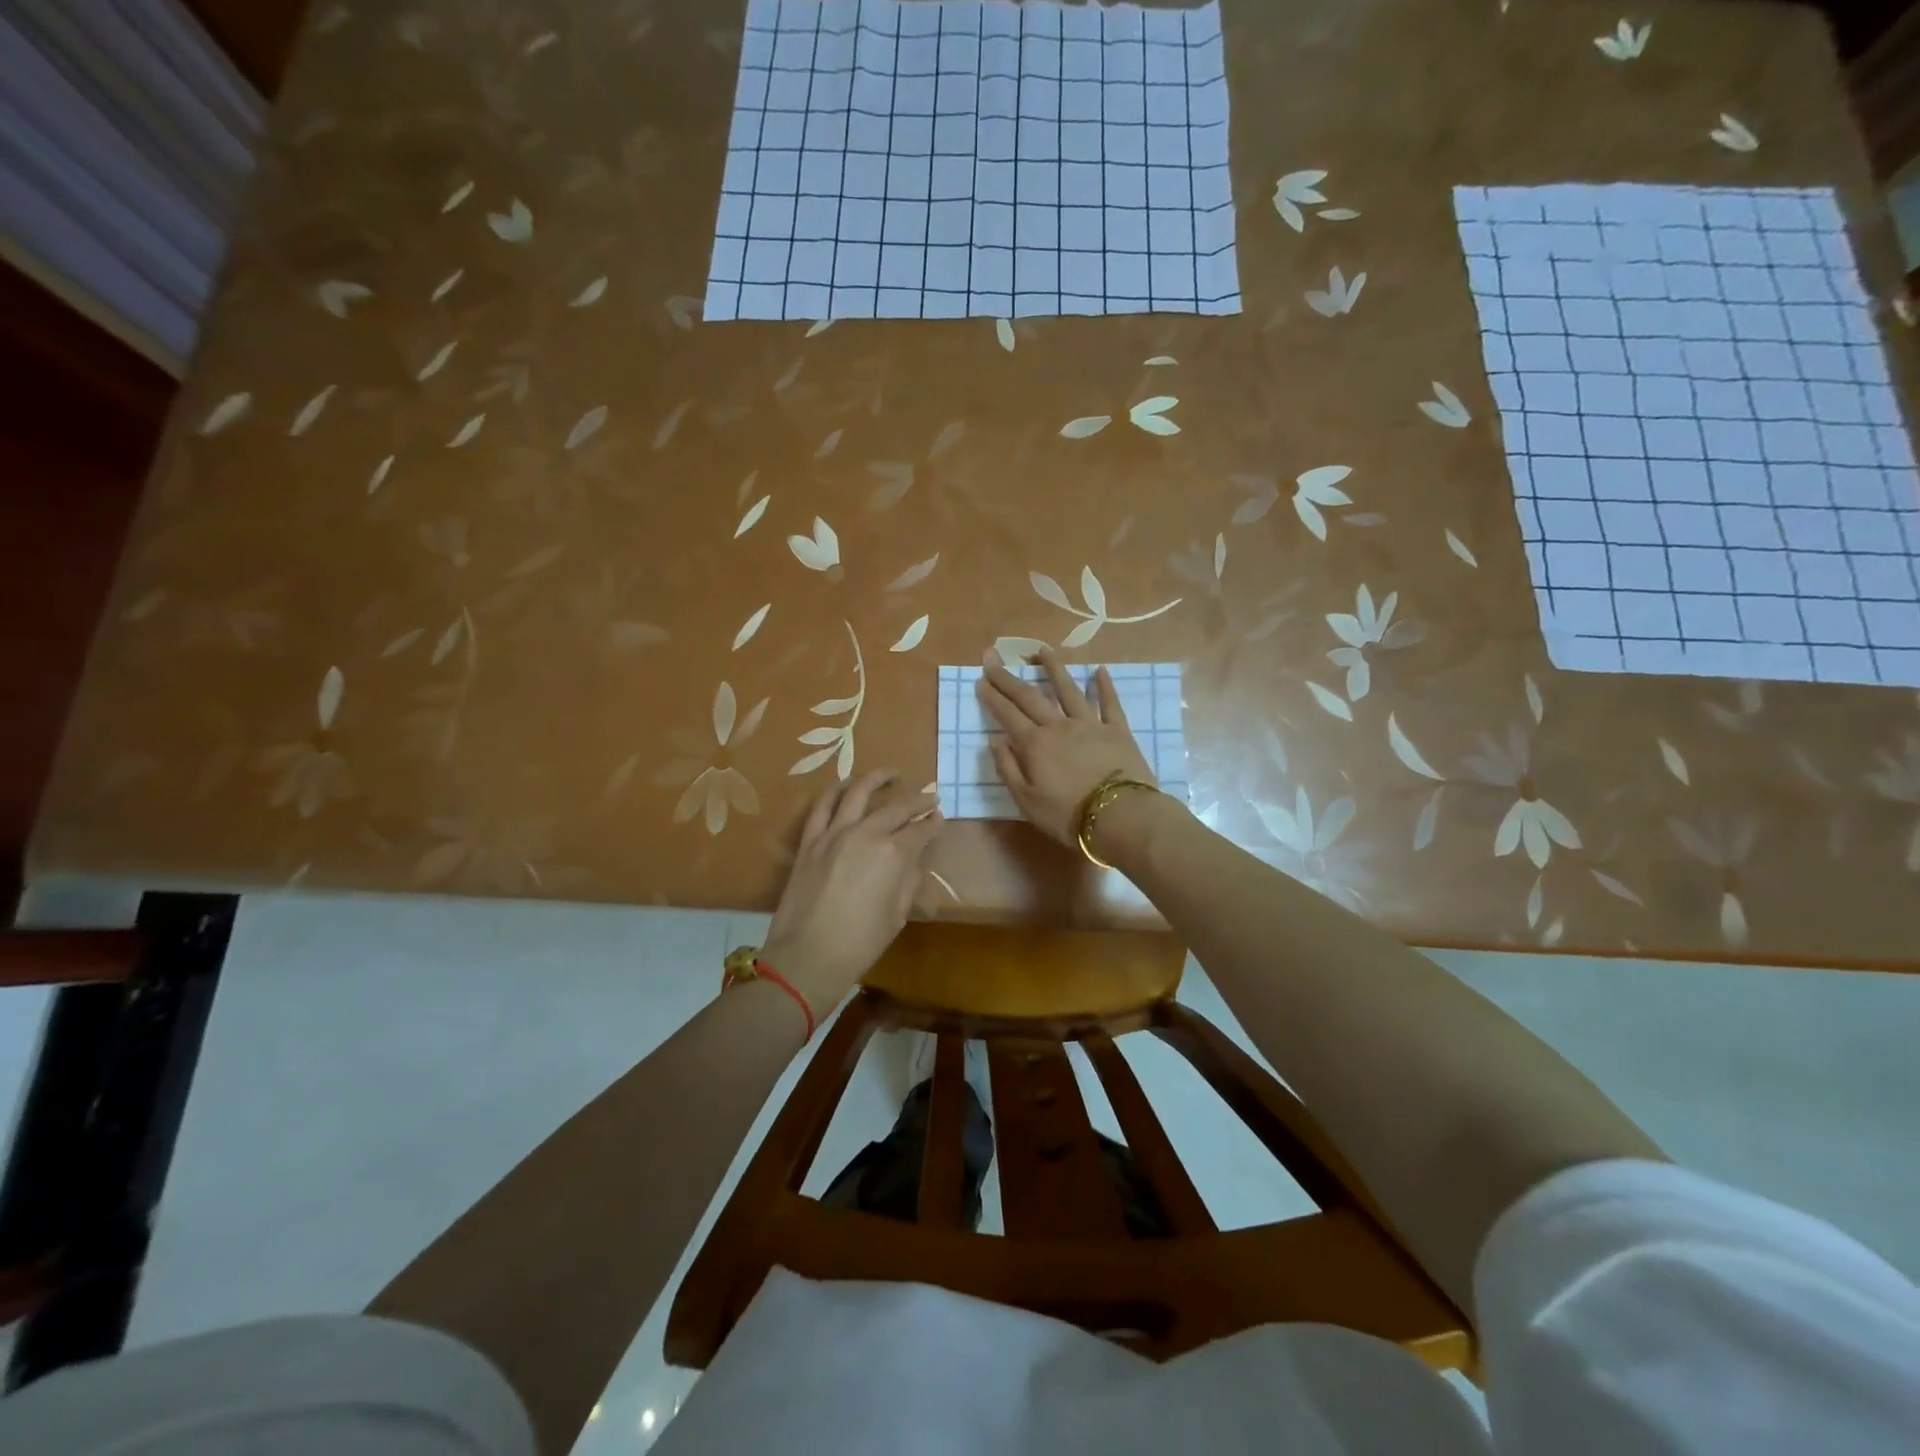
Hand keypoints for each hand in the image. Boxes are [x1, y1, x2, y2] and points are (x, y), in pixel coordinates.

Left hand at [761, 771, 942, 1014]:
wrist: (808, 956)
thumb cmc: (861, 943)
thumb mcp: (898, 914)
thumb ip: (908, 879)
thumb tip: (913, 858)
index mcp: (894, 854)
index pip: (920, 830)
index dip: (933, 823)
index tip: (939, 817)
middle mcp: (866, 834)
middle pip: (896, 808)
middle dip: (917, 801)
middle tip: (929, 797)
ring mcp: (834, 833)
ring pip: (858, 793)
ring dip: (877, 779)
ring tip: (890, 773)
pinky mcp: (810, 840)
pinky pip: (822, 806)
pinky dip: (835, 791)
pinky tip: (846, 785)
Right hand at [976, 647, 1155, 847]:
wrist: (1120, 816)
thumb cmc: (1068, 815)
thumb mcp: (1026, 801)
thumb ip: (1007, 768)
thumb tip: (994, 740)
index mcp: (1035, 744)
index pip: (1007, 715)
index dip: (992, 696)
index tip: (980, 678)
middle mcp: (1059, 726)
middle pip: (1030, 697)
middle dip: (1009, 678)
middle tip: (994, 657)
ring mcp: (1090, 725)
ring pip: (1068, 690)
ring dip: (1054, 669)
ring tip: (1043, 651)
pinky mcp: (1117, 731)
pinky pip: (1109, 703)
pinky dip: (1104, 686)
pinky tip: (1100, 671)